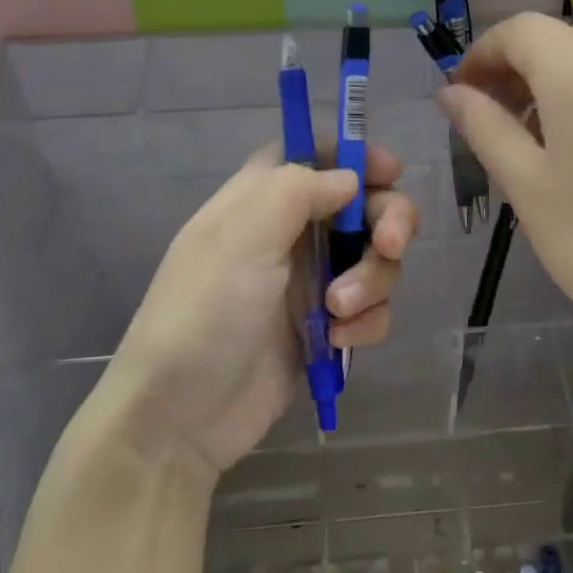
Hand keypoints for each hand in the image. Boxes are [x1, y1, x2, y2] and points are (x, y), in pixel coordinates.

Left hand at [93, 142, 417, 476]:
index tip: (389, 172)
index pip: (313, 155)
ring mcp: (313, 282)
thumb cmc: (204, 313)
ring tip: (339, 311)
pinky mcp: (329, 327)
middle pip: (363, 204)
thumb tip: (350, 178)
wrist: (181, 417)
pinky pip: (372, 309)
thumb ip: (298, 191)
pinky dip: (366, 321)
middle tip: (390, 244)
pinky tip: (339, 340)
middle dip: (388, 220)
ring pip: (376, 259)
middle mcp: (292, 234)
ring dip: (372, 280)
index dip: (354, 156)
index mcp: (262, 200)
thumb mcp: (241, 238)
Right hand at [438, 12, 572, 376]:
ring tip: (517, 132)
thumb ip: (484, 126)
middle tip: (481, 115)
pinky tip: (563, 140)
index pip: (519, 30)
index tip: (458, 94)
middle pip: (552, 38)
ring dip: (541, 78)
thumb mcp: (525, 184)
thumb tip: (450, 93)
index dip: (480, 53)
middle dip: (509, 65)